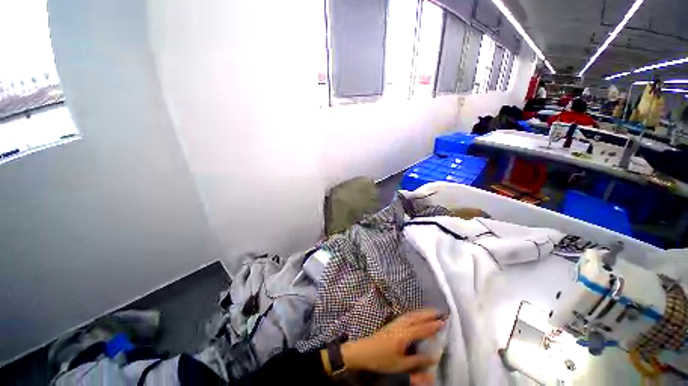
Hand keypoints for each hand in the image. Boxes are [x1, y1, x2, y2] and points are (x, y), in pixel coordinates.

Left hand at [341, 310, 444, 381]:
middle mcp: (400, 325)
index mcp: (403, 335)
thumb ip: (418, 361)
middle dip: (427, 313)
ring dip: (421, 312)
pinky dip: (413, 314)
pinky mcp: (392, 324)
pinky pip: (406, 316)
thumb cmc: (382, 359)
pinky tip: (415, 315)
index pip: (421, 329)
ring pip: (410, 315)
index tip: (443, 321)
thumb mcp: (401, 365)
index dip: (432, 326)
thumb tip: (434, 357)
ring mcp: (395, 323)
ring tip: (430, 311)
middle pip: (415, 317)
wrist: (364, 351)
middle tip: (439, 311)